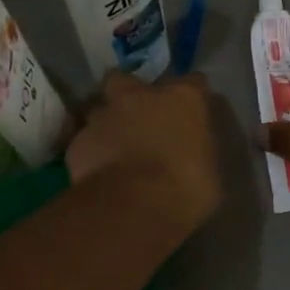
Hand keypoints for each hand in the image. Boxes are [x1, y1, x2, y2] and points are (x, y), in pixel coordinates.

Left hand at [68, 73, 221, 235]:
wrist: (133, 208)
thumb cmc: (186, 189)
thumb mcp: (210, 171)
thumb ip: (198, 149)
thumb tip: (192, 151)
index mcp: (183, 98)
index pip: (194, 83)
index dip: (192, 97)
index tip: (193, 113)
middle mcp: (141, 96)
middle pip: (129, 80)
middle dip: (131, 94)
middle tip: (139, 117)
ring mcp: (104, 115)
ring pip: (101, 110)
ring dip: (108, 124)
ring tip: (115, 148)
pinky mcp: (78, 141)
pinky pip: (86, 141)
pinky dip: (92, 151)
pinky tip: (99, 171)